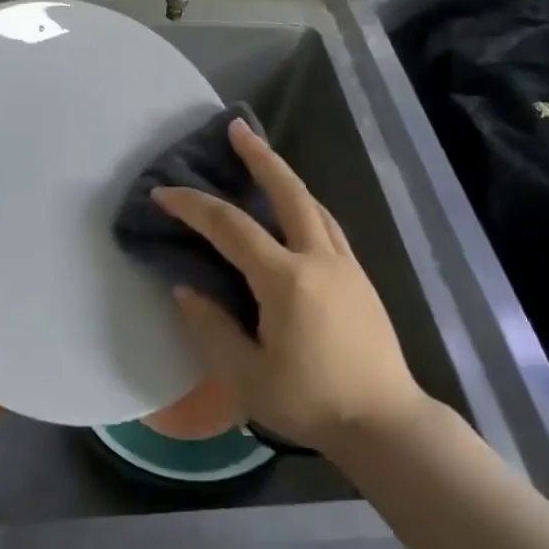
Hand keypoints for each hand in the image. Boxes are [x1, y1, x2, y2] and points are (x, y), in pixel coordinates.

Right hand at [151, 120, 426, 455]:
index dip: (194, 206)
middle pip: (289, 192)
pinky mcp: (360, 277)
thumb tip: (185, 289)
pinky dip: (305, 204)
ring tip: (263, 159)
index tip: (164, 193)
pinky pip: (328, 225)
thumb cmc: (311, 402)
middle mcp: (318, 259)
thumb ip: (211, 328)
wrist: (384, 421)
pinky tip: (297, 210)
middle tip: (237, 128)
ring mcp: (345, 264)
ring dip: (285, 176)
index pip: (231, 228)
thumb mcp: (246, 376)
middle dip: (260, 157)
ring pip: (313, 204)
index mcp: (286, 280)